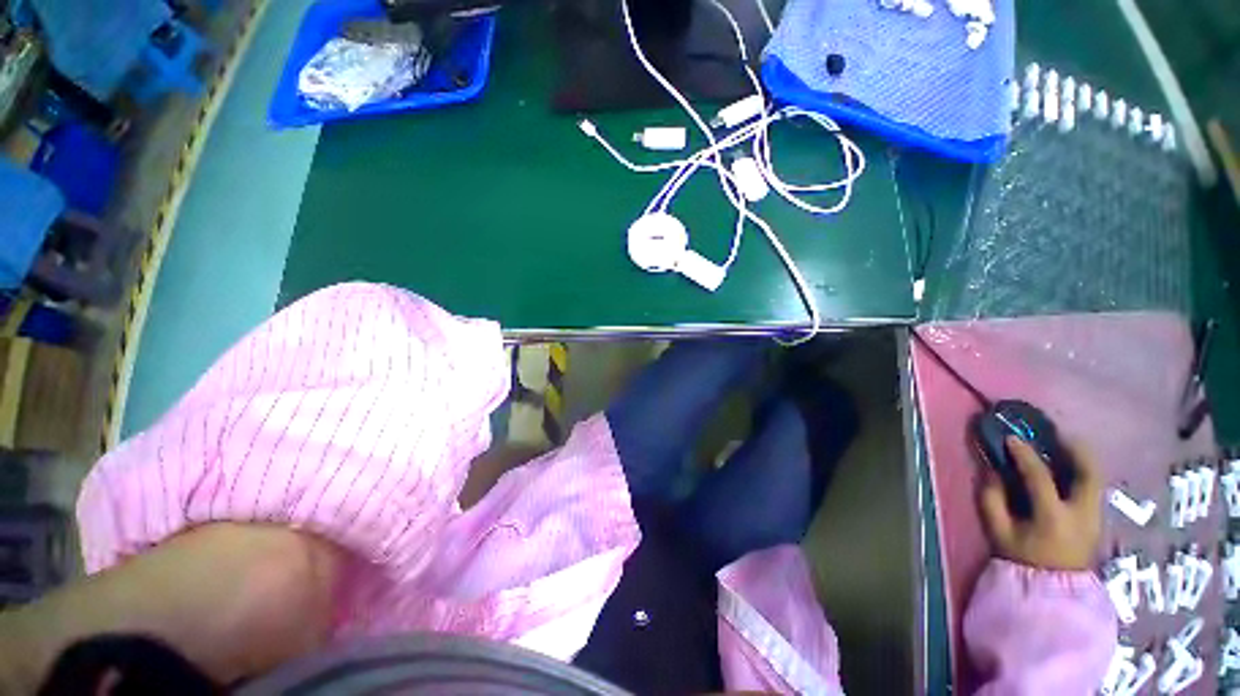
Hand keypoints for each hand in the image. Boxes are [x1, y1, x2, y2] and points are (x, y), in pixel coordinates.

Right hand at [978, 436, 1102, 571]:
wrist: (1053, 588)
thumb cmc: (1022, 558)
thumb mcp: (998, 532)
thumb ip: (991, 499)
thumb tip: (991, 471)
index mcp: (1053, 517)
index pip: (1039, 476)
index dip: (1023, 454)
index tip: (1010, 438)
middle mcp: (1081, 513)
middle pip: (1088, 472)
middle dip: (1074, 448)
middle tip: (1055, 433)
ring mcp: (1095, 516)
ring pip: (1097, 477)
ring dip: (1081, 457)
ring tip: (1063, 445)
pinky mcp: (1098, 518)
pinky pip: (1093, 486)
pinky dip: (1083, 471)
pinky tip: (1068, 467)